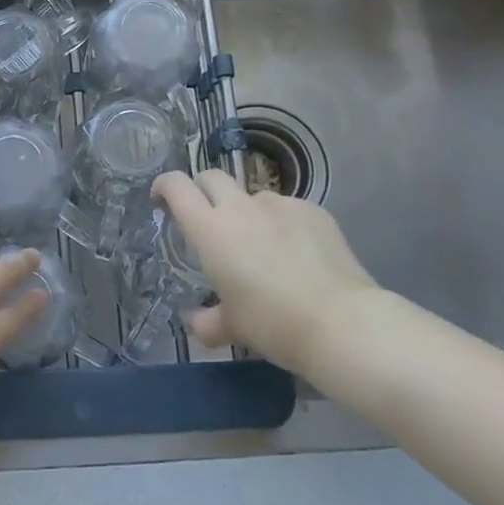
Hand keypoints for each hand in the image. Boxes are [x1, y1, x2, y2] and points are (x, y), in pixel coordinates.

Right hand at [153, 170, 410, 380]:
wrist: (342, 323)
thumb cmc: (273, 324)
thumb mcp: (233, 328)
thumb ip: (208, 321)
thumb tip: (197, 321)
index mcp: (211, 230)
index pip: (177, 187)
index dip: (164, 185)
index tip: (161, 198)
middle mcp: (241, 207)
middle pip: (212, 177)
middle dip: (203, 190)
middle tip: (207, 218)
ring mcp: (280, 204)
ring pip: (253, 196)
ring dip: (247, 213)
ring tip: (263, 248)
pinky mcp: (313, 210)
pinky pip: (287, 210)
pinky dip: (282, 224)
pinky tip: (297, 254)